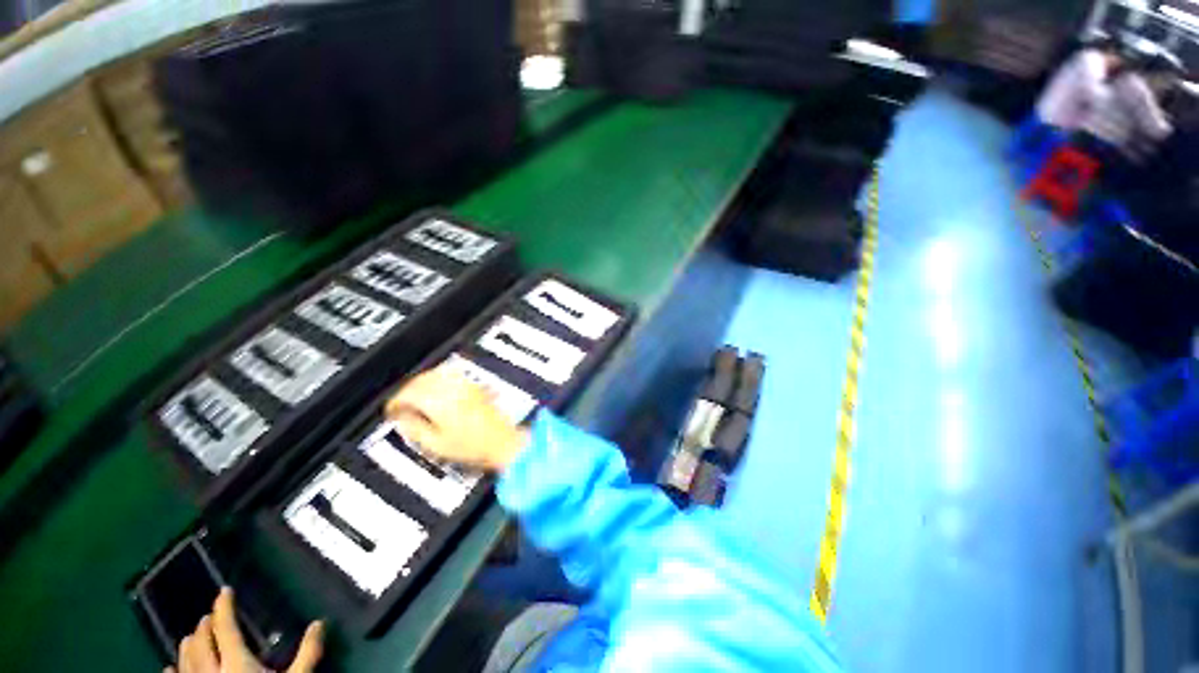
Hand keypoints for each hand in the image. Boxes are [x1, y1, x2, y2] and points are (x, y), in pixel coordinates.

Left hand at [168, 588, 322, 672]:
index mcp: (237, 662)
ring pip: (185, 661)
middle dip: (204, 627)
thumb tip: (319, 623)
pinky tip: (169, 668)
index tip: (224, 590)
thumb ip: (307, 653)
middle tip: (208, 616)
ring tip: (190, 637)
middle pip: (202, 643)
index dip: (224, 607)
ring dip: (187, 646)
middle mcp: (212, 671)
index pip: (226, 628)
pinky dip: (173, 671)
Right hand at [385, 364, 529, 471]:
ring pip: (435, 374)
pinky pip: (450, 376)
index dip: (394, 402)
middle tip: (400, 405)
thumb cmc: (471, 446)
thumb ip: (413, 428)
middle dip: (406, 390)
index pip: (408, 393)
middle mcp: (451, 388)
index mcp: (437, 400)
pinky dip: (438, 380)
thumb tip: (401, 419)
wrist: (502, 441)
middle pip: (421, 380)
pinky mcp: (475, 386)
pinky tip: (436, 392)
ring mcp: (465, 385)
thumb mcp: (435, 444)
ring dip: (421, 383)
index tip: (391, 411)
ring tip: (415, 398)